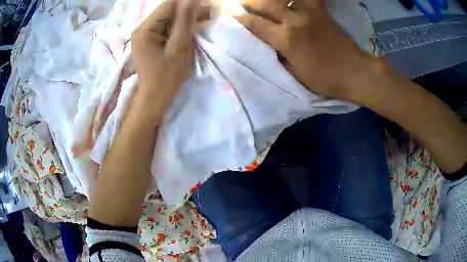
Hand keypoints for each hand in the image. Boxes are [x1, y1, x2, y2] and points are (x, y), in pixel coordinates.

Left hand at [131, 0, 209, 112]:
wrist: (156, 96)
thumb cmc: (167, 75)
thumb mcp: (179, 47)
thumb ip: (184, 21)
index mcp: (145, 30)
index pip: (168, 5)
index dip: (187, 3)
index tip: (206, 5)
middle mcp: (141, 28)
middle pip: (167, 11)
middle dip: (187, 11)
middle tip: (208, 14)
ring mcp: (144, 33)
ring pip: (168, 17)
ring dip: (185, 18)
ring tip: (203, 20)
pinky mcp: (149, 39)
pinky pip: (166, 26)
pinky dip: (179, 25)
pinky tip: (190, 28)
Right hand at [237, 0, 379, 101]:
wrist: (355, 72)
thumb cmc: (325, 79)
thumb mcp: (297, 75)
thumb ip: (280, 57)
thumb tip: (270, 45)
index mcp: (286, 40)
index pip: (255, 24)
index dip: (241, 19)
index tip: (233, 15)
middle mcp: (294, 21)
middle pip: (265, 3)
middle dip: (250, 2)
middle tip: (244, 3)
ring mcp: (309, 13)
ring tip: (265, 0)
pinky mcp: (321, 11)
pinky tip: (292, 1)